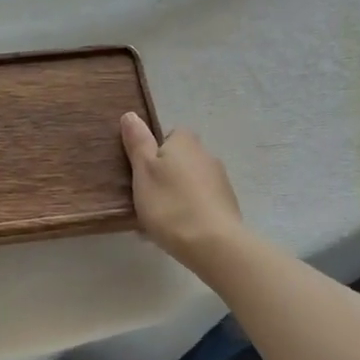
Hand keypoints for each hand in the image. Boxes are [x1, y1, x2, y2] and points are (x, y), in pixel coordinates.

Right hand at [119, 113, 247, 264]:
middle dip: (165, 176)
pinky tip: (179, 233)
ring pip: (190, 184)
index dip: (154, 153)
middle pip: (180, 160)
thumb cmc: (170, 204)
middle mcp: (206, 155)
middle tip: (147, 199)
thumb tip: (131, 115)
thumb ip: (138, 142)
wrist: (214, 245)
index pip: (169, 136)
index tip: (142, 173)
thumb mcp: (143, 170)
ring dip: (177, 196)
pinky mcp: (228, 207)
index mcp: (185, 142)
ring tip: (161, 221)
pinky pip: (202, 204)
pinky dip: (190, 213)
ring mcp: (221, 182)